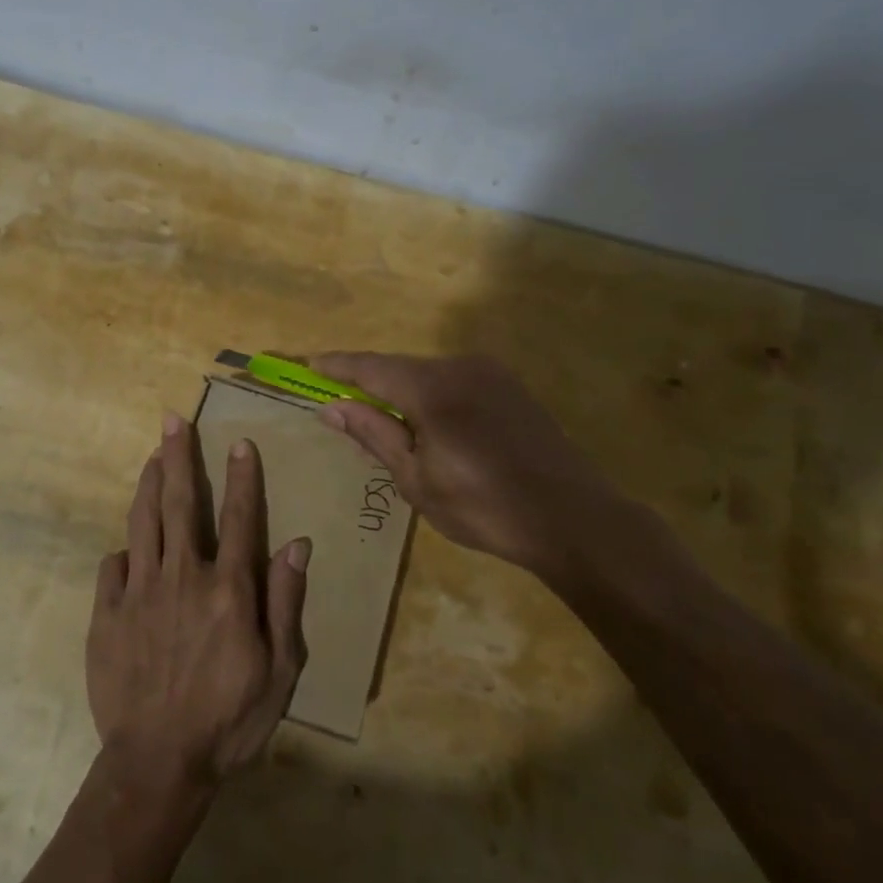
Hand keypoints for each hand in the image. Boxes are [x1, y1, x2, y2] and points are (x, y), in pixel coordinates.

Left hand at [87, 414, 310, 791]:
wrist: (157, 764)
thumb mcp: (280, 672)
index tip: (240, 442)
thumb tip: (298, 544)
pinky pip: (113, 566)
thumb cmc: (229, 721)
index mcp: (228, 590)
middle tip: (174, 420)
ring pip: (143, 521)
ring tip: (152, 455)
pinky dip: (124, 549)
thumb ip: (286, 603)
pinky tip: (128, 545)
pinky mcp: (107, 612)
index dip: (242, 477)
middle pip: (181, 503)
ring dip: (149, 483)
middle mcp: (182, 577)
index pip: (240, 518)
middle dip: (179, 456)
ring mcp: (139, 592)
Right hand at [310, 353, 621, 585]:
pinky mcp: (511, 388)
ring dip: (402, 392)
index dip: (338, 365)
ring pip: (428, 374)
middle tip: (343, 406)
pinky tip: (429, 426)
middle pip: (400, 368)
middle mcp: (460, 367)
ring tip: (384, 424)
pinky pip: (455, 383)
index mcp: (432, 387)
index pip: (371, 366)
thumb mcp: (416, 478)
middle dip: (369, 383)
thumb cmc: (484, 506)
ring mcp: (491, 374)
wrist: (573, 519)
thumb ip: (373, 433)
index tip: (309, 363)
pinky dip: (431, 397)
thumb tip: (331, 405)